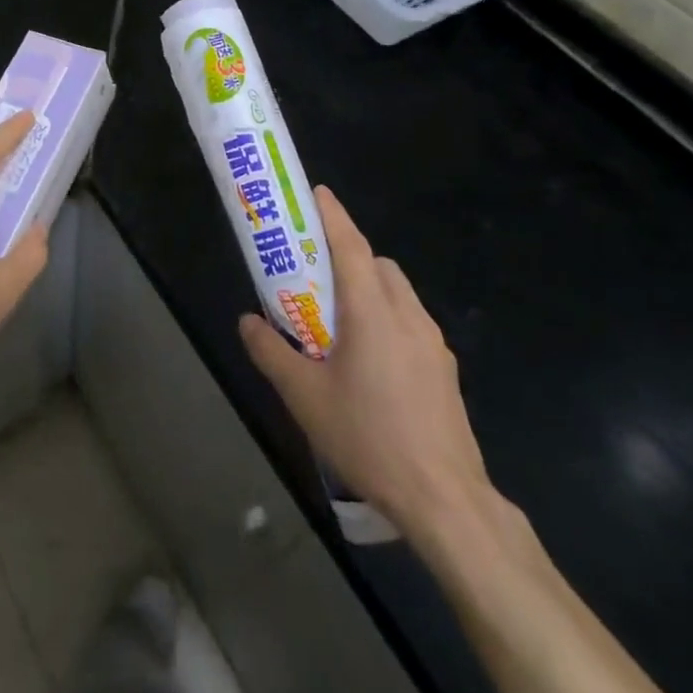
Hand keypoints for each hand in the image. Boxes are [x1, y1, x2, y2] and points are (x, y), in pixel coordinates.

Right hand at [239, 186, 490, 542]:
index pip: (351, 246)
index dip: (332, 216)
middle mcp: (407, 315)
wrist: (445, 500)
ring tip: (339, 323)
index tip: (316, 193)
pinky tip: (369, 362)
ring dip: (369, 288)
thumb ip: (270, 352)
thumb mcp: (303, 397)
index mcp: (372, 312)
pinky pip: (410, 323)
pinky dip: (386, 318)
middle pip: (377, 265)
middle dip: (348, 256)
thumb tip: (248, 321)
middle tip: (314, 274)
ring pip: (398, 293)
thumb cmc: (368, 437)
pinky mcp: (444, 370)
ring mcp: (432, 343)